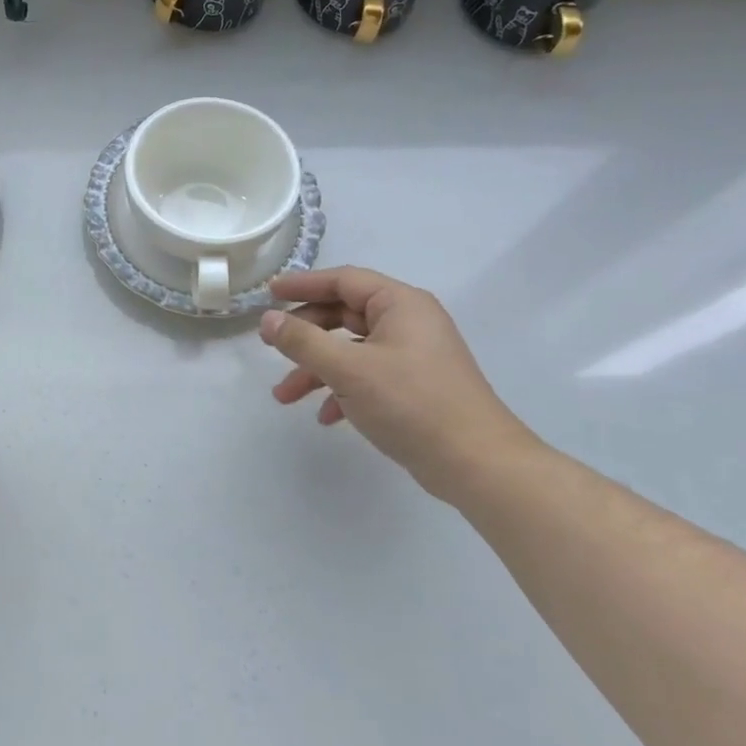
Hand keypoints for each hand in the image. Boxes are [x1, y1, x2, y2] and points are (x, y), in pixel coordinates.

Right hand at [259, 267, 536, 498]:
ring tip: (284, 395)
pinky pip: (367, 376)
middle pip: (344, 314)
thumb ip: (303, 341)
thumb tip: (267, 320)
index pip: (343, 280)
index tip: (268, 292)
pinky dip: (341, 390)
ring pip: (351, 349)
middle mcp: (409, 322)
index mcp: (400, 304)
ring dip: (317, 368)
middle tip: (271, 345)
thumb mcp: (349, 369)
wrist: (478, 464)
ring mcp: (413, 356)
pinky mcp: (414, 387)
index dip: (302, 284)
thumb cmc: (412, 403)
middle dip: (305, 334)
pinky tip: (325, 416)